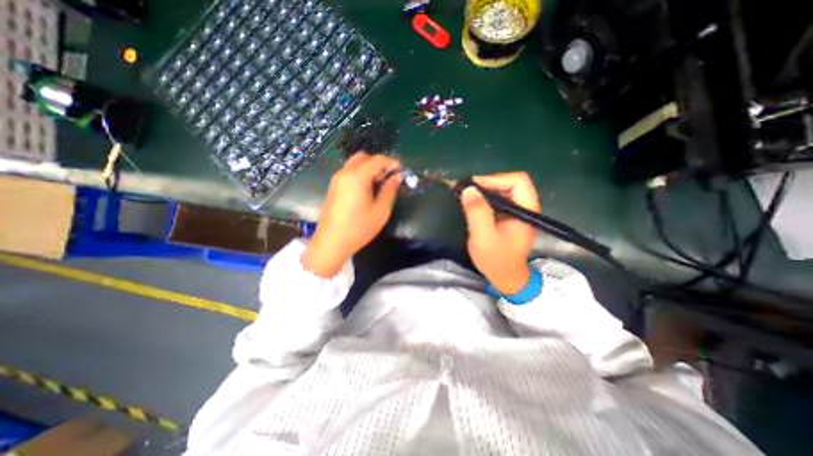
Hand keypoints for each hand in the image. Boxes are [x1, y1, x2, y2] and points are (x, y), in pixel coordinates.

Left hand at [300, 152, 401, 277]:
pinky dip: (360, 174)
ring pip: (355, 164)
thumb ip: (390, 190)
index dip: (391, 162)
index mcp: (357, 177)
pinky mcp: (333, 187)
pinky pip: (349, 173)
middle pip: (363, 157)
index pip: (376, 160)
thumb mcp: (381, 210)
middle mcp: (344, 173)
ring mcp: (336, 180)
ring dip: (369, 168)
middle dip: (378, 163)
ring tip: (379, 184)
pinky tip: (367, 190)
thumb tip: (397, 176)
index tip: (401, 170)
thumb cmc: (359, 228)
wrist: (331, 243)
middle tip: (388, 177)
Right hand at [456, 173, 538, 293]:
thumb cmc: (497, 260)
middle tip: (468, 191)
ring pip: (503, 189)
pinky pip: (499, 199)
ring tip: (468, 196)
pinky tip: (474, 204)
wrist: (505, 277)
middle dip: (488, 183)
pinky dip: (485, 198)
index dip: (495, 179)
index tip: (473, 187)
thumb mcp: (483, 237)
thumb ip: (477, 212)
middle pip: (510, 182)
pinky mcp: (510, 216)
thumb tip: (468, 188)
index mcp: (526, 210)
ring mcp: (518, 211)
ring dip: (485, 190)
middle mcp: (526, 206)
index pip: (517, 181)